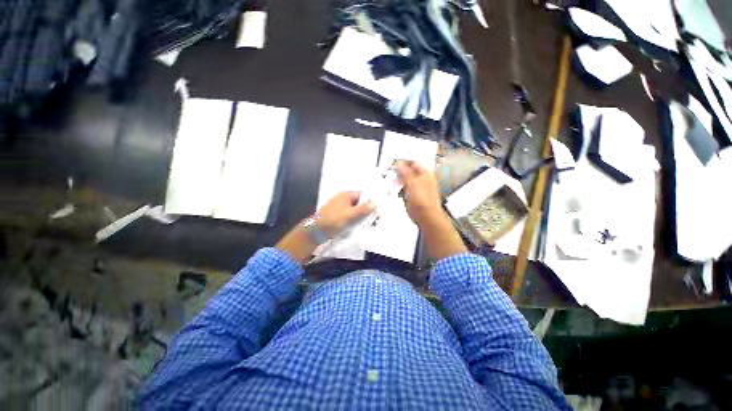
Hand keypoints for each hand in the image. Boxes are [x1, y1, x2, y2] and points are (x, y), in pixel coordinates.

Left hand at [316, 191, 373, 237]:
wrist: (316, 231)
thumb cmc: (333, 220)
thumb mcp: (350, 215)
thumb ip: (363, 209)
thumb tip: (374, 203)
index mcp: (346, 195)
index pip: (362, 195)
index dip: (370, 201)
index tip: (377, 210)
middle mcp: (343, 199)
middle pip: (359, 203)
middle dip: (366, 210)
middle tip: (375, 219)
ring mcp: (340, 207)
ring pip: (355, 210)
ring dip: (360, 216)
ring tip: (368, 224)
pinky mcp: (338, 215)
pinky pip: (350, 216)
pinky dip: (354, 220)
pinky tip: (359, 226)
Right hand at [396, 160, 444, 226]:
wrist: (426, 217)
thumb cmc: (423, 201)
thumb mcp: (411, 183)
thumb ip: (404, 172)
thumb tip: (399, 164)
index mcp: (425, 173)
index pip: (412, 161)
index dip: (403, 161)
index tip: (393, 163)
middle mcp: (422, 179)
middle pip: (409, 171)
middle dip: (399, 172)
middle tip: (391, 173)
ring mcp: (418, 187)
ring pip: (406, 180)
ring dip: (398, 180)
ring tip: (392, 182)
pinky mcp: (414, 196)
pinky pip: (405, 188)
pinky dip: (400, 188)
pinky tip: (396, 190)